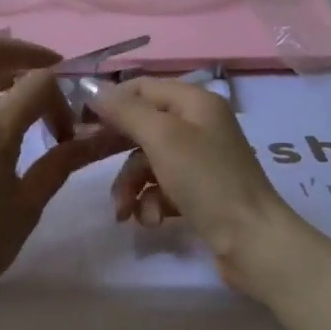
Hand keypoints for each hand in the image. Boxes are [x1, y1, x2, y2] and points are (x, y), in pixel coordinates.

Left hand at [0, 37, 129, 314]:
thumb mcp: (28, 206)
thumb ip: (61, 163)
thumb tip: (96, 139)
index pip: (39, 80)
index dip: (65, 93)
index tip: (72, 127)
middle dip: (28, 53)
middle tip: (53, 80)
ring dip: (6, 72)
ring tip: (31, 107)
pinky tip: (4, 130)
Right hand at [91, 78, 307, 292]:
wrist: (253, 242)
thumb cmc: (207, 180)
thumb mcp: (162, 138)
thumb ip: (126, 111)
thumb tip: (92, 88)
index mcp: (195, 102)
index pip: (141, 87)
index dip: (110, 101)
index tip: (78, 122)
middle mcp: (199, 125)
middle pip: (143, 125)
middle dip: (116, 149)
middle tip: (87, 161)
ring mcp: (200, 160)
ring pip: (147, 161)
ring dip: (131, 185)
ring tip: (125, 212)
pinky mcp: (199, 192)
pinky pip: (162, 187)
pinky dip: (151, 202)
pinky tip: (152, 221)